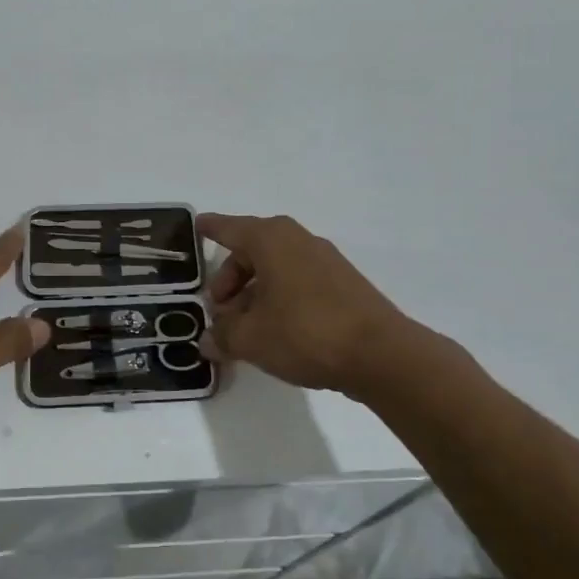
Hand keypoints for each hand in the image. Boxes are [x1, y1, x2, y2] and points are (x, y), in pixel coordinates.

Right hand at [197, 213, 424, 397]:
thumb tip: (208, 340)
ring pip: (276, 269)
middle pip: (251, 252)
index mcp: (271, 240)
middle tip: (218, 311)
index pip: (229, 228)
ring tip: (244, 329)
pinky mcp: (343, 284)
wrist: (380, 354)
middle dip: (229, 279)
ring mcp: (324, 261)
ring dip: (254, 293)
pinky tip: (275, 332)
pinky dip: (279, 299)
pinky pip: (297, 282)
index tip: (197, 224)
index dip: (210, 228)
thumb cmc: (305, 333)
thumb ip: (223, 336)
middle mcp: (298, 240)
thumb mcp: (251, 338)